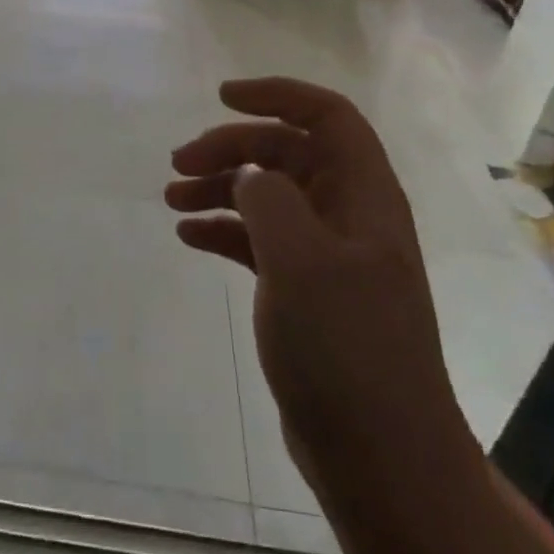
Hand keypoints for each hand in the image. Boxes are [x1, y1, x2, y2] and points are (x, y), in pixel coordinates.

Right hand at [167, 78, 471, 492]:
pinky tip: (188, 236)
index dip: (277, 95)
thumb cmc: (346, 348)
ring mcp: (328, 255)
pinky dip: (225, 231)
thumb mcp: (302, 261)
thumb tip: (250, 176)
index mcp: (364, 195)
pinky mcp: (307, 292)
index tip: (222, 98)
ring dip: (221, 188)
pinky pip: (260, 241)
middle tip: (179, 162)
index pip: (327, 116)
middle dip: (232, 149)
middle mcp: (349, 215)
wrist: (381, 458)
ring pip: (269, 197)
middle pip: (287, 154)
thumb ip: (271, 200)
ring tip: (172, 198)